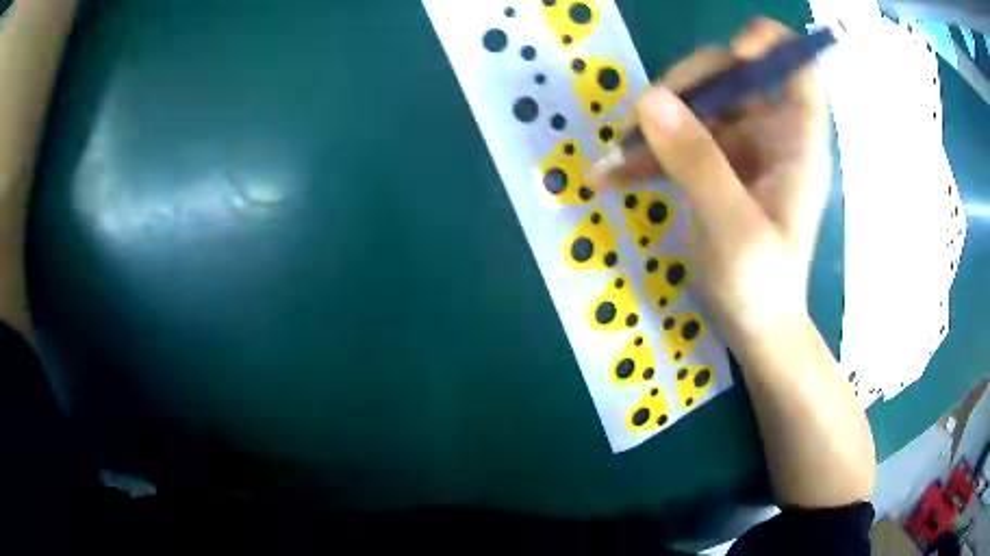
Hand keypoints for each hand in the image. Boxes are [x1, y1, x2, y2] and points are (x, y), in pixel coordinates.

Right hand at [606, 18, 831, 339]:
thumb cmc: (762, 288)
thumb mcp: (735, 230)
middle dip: (687, 85)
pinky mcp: (715, 167)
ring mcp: (741, 149)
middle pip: (732, 74)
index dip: (768, 45)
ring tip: (618, 155)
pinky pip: (678, 142)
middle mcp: (771, 134)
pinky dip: (646, 155)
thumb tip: (649, 99)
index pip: (798, 66)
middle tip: (645, 115)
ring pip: (697, 104)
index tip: (732, 54)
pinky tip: (611, 178)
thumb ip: (698, 163)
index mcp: (797, 141)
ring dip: (655, 122)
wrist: (755, 331)